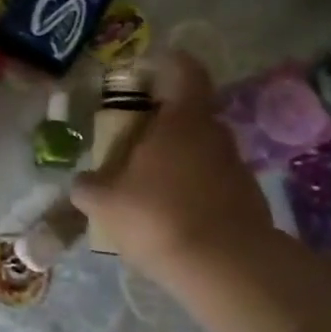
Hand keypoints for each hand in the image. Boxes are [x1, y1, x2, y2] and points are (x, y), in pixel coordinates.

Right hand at [70, 52, 271, 279]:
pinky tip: (169, 216)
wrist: (227, 268)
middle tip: (128, 142)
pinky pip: (211, 182)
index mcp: (181, 120)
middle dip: (159, 123)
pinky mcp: (247, 200)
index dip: (165, 63)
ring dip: (175, 160)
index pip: (184, 70)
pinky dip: (191, 190)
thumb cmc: (158, 215)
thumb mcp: (103, 201)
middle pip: (188, 113)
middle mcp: (214, 134)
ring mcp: (236, 168)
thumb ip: (88, 186)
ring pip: (200, 150)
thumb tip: (83, 182)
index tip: (142, 72)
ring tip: (144, 186)